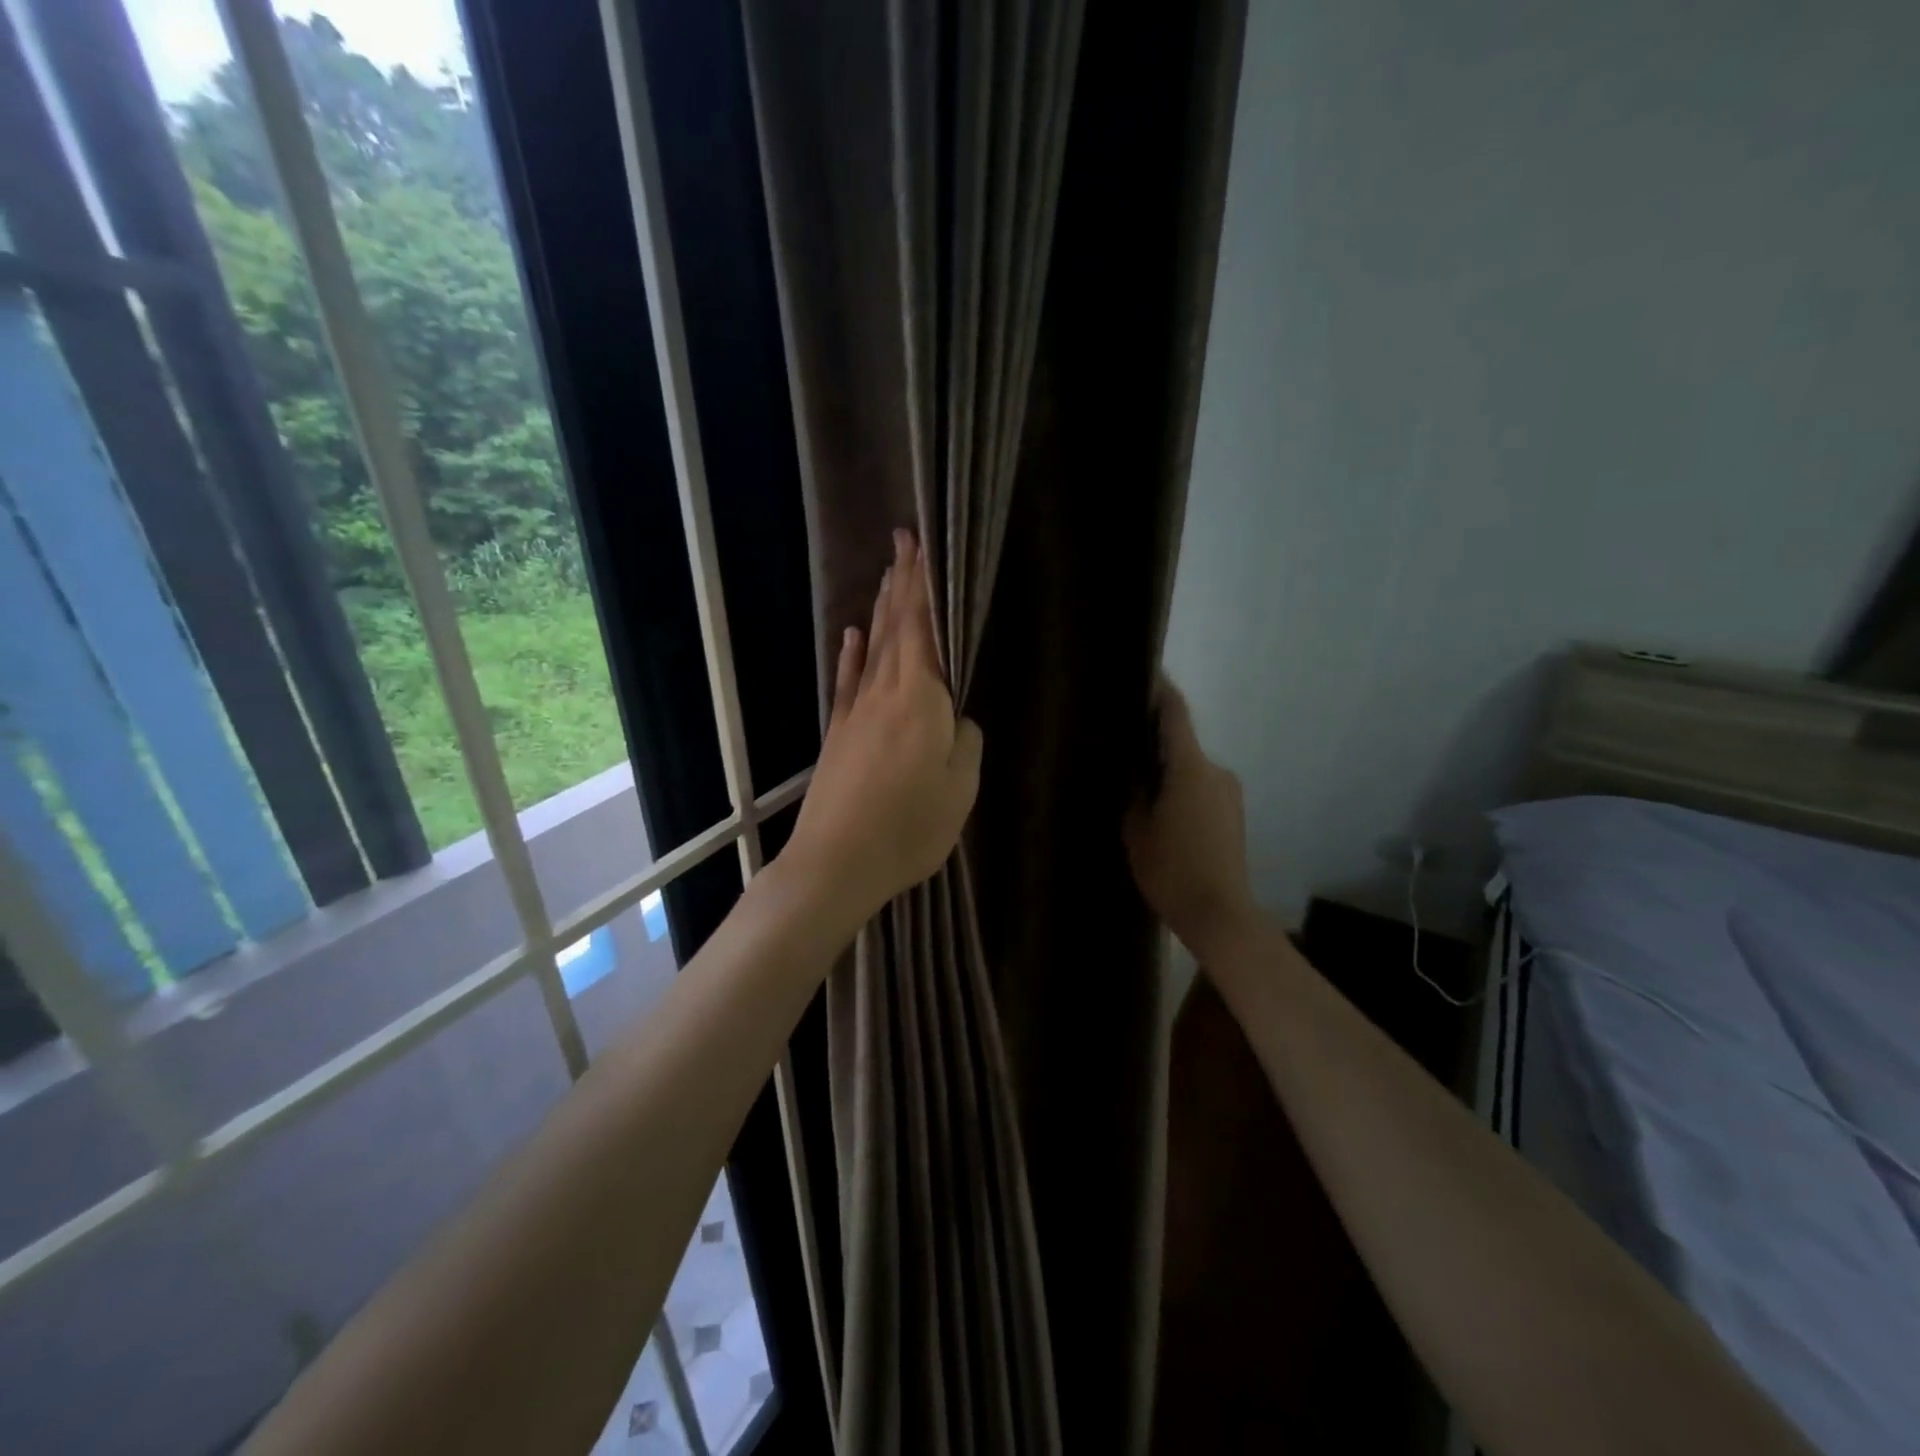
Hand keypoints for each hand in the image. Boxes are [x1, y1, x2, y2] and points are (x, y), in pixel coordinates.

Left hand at [783, 530, 982, 923]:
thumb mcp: (960, 788)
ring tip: (887, 576)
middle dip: (901, 583)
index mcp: (921, 699)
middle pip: (894, 628)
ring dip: (880, 610)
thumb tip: (957, 718)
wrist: (836, 862)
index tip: (922, 547)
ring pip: (872, 649)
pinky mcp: (839, 734)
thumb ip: (965, 742)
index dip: (923, 587)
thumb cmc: (909, 827)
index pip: (922, 628)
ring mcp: (856, 712)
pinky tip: (852, 634)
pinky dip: (851, 655)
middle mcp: (885, 693)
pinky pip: (848, 682)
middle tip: (903, 542)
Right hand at [1124, 679, 1255, 959]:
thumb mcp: (1137, 830)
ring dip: (1167, 769)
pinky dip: (1180, 787)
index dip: (1160, 689)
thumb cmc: (1172, 870)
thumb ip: (1134, 792)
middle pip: (1181, 742)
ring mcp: (1229, 792)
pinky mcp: (1233, 813)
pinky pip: (1201, 787)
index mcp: (1190, 768)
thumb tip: (1134, 770)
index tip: (1143, 673)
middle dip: (1153, 740)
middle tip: (1122, 744)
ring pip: (1190, 767)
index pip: (1175, 713)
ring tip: (1137, 784)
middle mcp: (1216, 770)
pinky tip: (1161, 810)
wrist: (1221, 914)